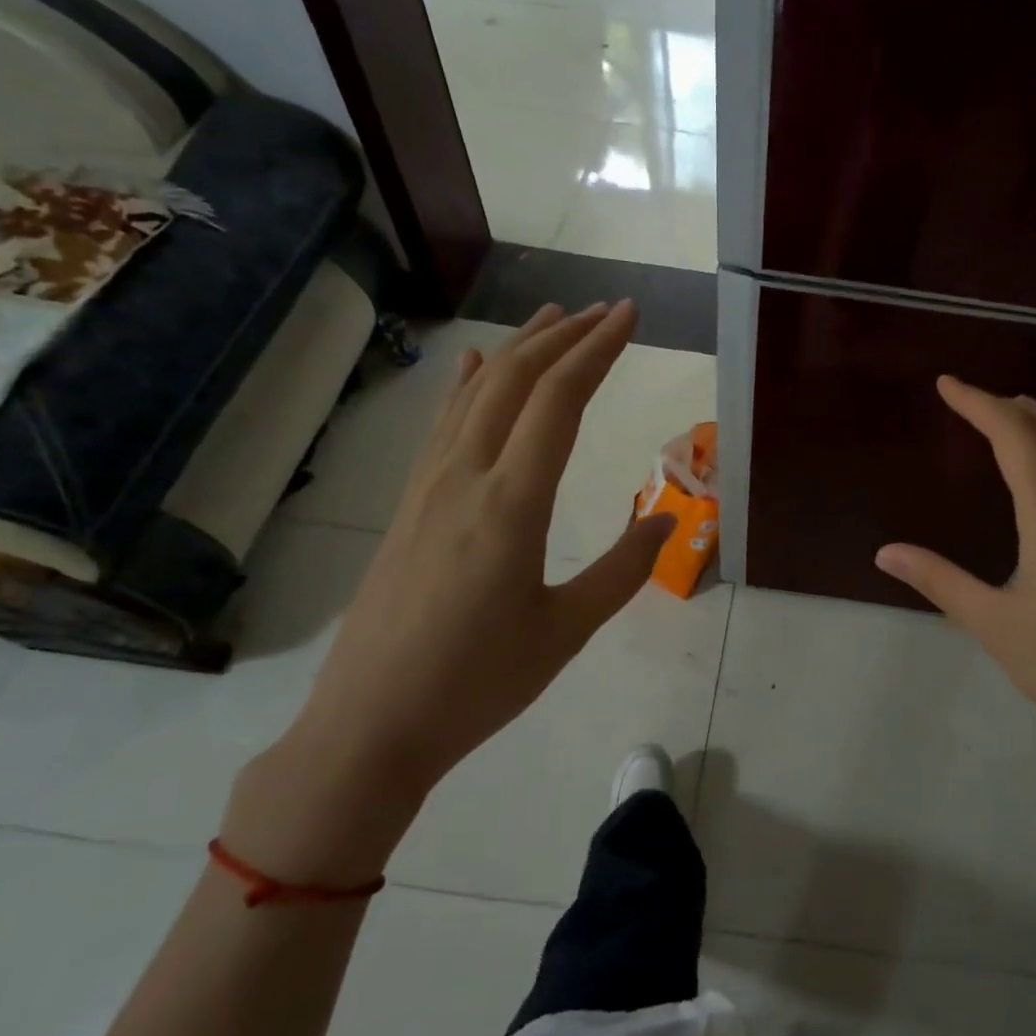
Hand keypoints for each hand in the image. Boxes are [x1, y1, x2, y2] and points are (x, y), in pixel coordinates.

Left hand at [230, 302, 675, 877]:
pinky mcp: (409, 506)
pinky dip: (467, 385)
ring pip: (475, 394)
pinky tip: (472, 366)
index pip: (560, 401)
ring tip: (551, 319)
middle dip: (563, 337)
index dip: (597, 350)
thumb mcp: (566, 631)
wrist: (371, 725)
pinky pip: (443, 425)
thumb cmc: (478, 683)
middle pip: (515, 380)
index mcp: (512, 504)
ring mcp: (428, 487)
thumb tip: (665, 519)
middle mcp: (466, 477)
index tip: (629, 315)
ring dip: (517, 350)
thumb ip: (623, 569)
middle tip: (603, 310)